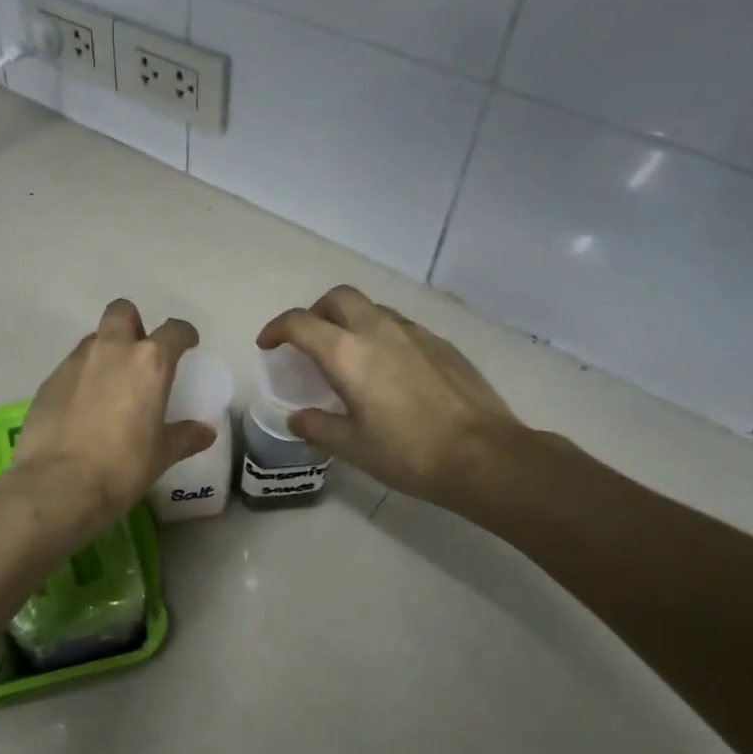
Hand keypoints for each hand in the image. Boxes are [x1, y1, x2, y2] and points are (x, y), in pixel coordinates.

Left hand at [15, 300, 216, 528]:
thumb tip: (205, 432)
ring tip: (109, 385)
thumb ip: (185, 436)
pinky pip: (71, 367)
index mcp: (149, 362)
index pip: (173, 330)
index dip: (184, 334)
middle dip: (134, 324)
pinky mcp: (48, 381)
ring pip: (93, 339)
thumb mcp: (161, 455)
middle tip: (140, 354)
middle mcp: (111, 350)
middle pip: (122, 312)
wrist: (59, 484)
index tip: (187, 344)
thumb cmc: (123, 467)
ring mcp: (75, 362)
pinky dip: (81, 378)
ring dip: (105, 351)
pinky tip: (82, 408)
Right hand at [257, 285, 531, 513]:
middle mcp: (378, 330)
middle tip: (308, 341)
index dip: (276, 329)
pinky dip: (381, 335)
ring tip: (348, 355)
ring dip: (350, 321)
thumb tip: (297, 418)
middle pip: (338, 298)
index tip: (268, 345)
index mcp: (347, 353)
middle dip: (315, 312)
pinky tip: (389, 369)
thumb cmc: (408, 452)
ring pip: (372, 308)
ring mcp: (414, 333)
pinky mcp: (442, 344)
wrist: (484, 456)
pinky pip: (400, 326)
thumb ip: (317, 427)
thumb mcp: (352, 447)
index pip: (299, 322)